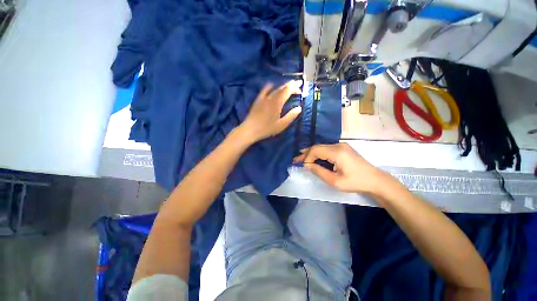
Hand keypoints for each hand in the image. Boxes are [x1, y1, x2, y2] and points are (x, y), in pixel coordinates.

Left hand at [239, 81, 301, 142]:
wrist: (250, 129)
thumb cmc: (267, 128)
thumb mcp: (281, 125)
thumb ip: (291, 116)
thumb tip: (299, 108)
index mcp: (277, 103)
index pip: (287, 90)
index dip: (294, 86)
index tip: (300, 84)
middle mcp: (271, 97)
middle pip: (282, 88)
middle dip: (290, 85)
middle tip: (297, 85)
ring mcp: (263, 98)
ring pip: (274, 89)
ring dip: (282, 86)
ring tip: (288, 86)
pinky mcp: (258, 100)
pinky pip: (264, 90)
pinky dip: (269, 87)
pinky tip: (271, 85)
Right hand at [293, 143, 393, 194]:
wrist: (375, 180)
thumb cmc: (356, 182)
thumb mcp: (335, 181)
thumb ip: (319, 172)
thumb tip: (307, 165)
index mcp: (337, 152)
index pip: (316, 150)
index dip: (307, 157)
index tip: (302, 165)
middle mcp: (338, 145)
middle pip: (317, 147)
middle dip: (306, 154)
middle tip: (296, 160)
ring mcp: (341, 145)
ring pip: (321, 147)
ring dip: (312, 153)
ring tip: (302, 159)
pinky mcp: (343, 148)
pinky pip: (327, 149)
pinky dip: (319, 153)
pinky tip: (314, 157)